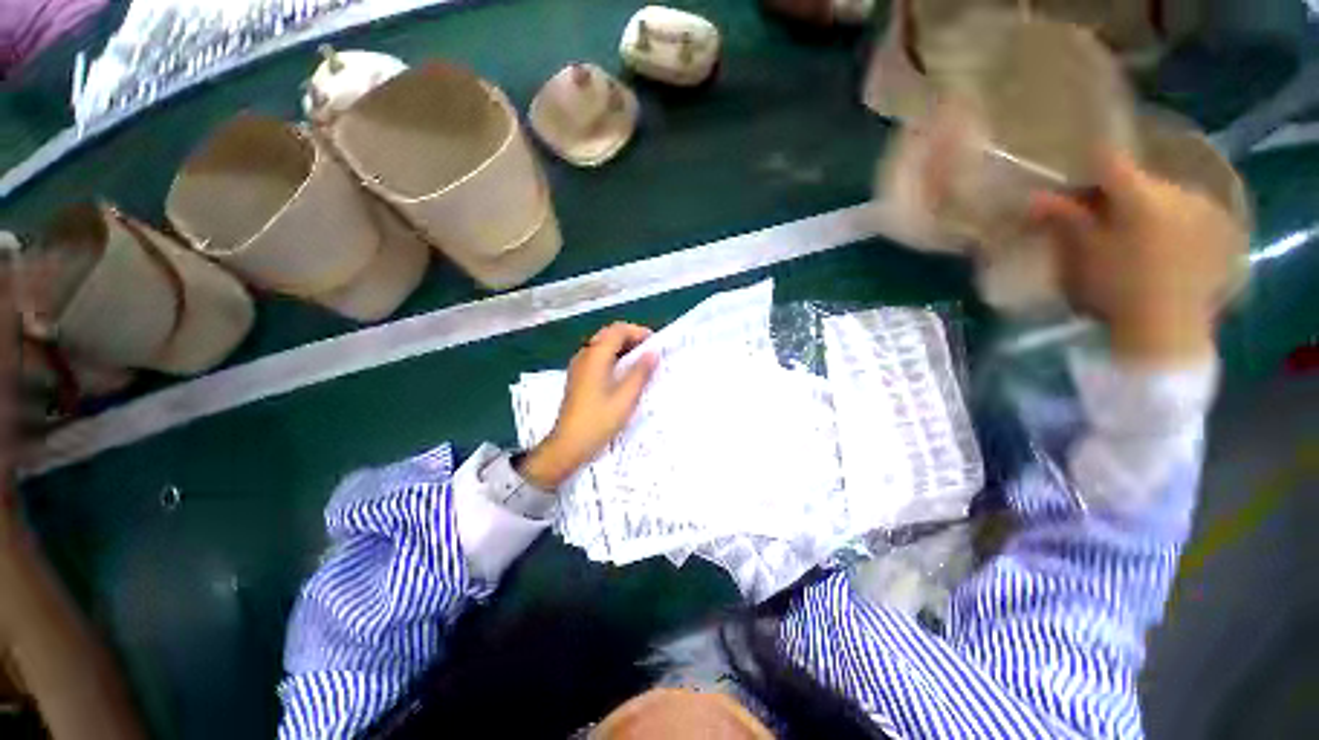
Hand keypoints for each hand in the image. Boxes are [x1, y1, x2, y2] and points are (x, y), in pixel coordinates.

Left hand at [517, 323, 657, 489]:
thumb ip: (641, 372)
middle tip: (650, 352)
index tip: (655, 344)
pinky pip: (597, 357)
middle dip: (631, 338)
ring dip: (622, 347)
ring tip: (641, 362)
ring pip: (603, 345)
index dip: (638, 332)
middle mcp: (585, 355)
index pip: (618, 330)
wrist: (568, 444)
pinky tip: (624, 373)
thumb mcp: (626, 397)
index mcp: (595, 356)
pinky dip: (613, 357)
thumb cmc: (599, 420)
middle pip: (609, 334)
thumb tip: (653, 352)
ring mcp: (579, 366)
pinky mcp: (578, 377)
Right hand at [1030, 151, 1244, 364]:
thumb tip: (1034, 197)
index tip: (1074, 187)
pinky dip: (1168, 220)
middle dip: (1114, 194)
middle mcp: (1176, 191)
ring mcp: (1202, 208)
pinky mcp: (1218, 227)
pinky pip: (1185, 210)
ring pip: (1161, 194)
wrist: (1169, 330)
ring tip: (1131, 237)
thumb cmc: (1118, 289)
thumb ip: (1064, 219)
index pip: (1109, 160)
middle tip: (1097, 220)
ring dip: (1142, 207)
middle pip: (1137, 178)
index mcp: (1141, 196)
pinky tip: (1160, 246)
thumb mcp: (1083, 254)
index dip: (1088, 168)